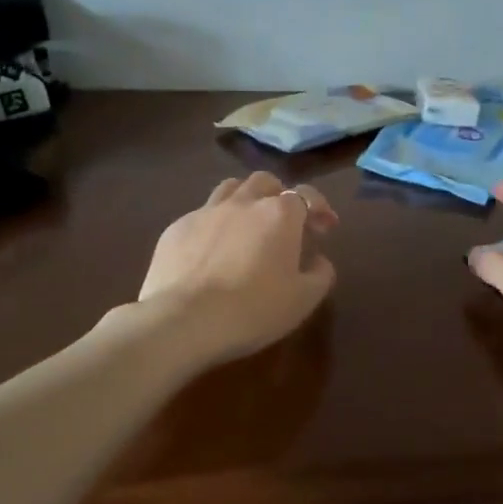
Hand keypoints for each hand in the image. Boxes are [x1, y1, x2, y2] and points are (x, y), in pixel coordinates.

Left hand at [137, 171, 338, 364]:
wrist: (184, 320)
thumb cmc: (253, 309)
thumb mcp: (304, 299)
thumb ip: (321, 274)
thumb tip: (319, 260)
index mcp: (279, 214)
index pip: (306, 194)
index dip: (320, 208)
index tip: (326, 228)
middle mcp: (244, 202)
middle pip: (265, 182)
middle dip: (279, 196)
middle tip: (284, 222)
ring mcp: (206, 211)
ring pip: (231, 188)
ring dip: (245, 200)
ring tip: (248, 225)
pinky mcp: (176, 228)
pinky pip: (201, 215)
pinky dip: (214, 225)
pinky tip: (212, 250)